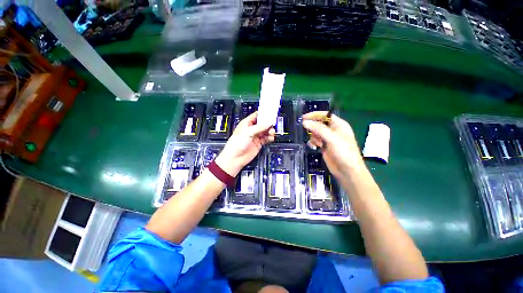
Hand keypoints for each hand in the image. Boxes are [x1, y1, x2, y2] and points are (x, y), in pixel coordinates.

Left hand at [215, 112, 274, 176]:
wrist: (235, 157)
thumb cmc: (237, 143)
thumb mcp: (248, 132)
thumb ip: (259, 127)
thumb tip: (268, 123)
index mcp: (247, 123)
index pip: (256, 116)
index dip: (263, 114)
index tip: (270, 114)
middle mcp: (251, 129)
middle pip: (262, 124)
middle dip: (268, 124)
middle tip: (273, 124)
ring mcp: (255, 136)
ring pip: (265, 131)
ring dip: (270, 131)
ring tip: (272, 132)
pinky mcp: (258, 143)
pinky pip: (266, 139)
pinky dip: (270, 138)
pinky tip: (271, 138)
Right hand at [302, 111, 364, 178]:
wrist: (347, 171)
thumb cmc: (343, 152)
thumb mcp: (332, 138)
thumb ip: (318, 129)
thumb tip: (304, 122)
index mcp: (339, 125)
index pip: (325, 115)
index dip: (314, 115)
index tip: (303, 118)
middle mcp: (333, 130)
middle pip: (319, 124)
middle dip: (313, 127)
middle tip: (309, 132)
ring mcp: (328, 139)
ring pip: (316, 132)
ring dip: (313, 136)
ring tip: (317, 143)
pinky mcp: (324, 146)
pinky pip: (315, 140)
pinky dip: (313, 142)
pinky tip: (315, 147)